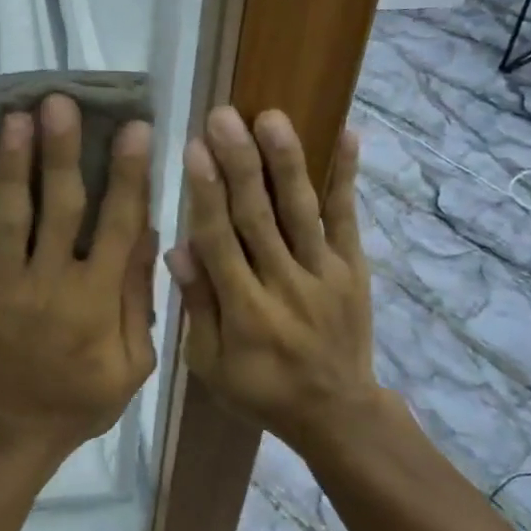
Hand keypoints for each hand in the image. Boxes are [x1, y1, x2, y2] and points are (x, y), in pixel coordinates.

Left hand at [0, 95, 157, 457]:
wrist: (12, 433)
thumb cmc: (80, 398)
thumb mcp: (132, 363)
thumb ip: (137, 299)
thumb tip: (147, 233)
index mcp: (94, 299)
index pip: (118, 224)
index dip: (129, 174)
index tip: (134, 127)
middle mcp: (48, 283)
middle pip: (59, 207)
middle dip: (61, 152)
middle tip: (58, 102)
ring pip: (7, 216)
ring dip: (10, 165)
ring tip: (12, 118)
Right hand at [166, 107, 382, 451]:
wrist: (337, 413)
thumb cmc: (261, 389)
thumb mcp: (211, 363)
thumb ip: (198, 305)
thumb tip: (178, 249)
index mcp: (245, 310)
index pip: (220, 241)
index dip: (206, 194)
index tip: (194, 149)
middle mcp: (285, 284)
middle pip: (258, 217)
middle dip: (239, 163)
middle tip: (223, 117)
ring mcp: (324, 273)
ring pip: (301, 211)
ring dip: (286, 162)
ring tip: (272, 117)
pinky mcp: (353, 268)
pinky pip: (348, 218)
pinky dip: (346, 177)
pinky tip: (348, 135)